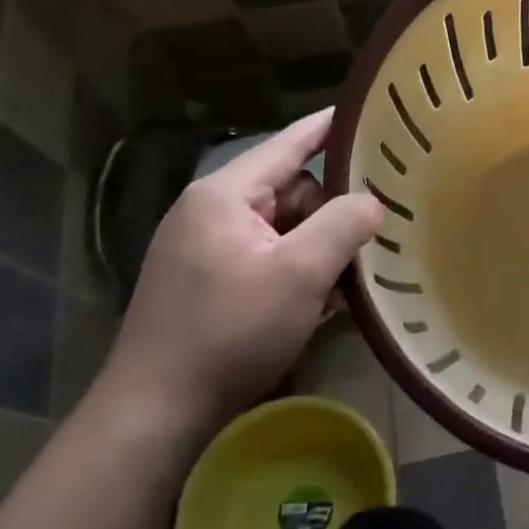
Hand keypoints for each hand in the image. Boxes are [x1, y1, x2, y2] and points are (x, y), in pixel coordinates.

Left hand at [92, 110, 382, 443]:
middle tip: (372, 235)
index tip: (374, 113)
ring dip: (317, 249)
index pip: (290, 143)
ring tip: (351, 276)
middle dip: (331, 212)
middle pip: (292, 190)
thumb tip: (372, 201)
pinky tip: (322, 298)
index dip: (332, 128)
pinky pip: (267, 258)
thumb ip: (343, 224)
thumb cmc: (229, 333)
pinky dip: (296, 271)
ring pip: (283, 228)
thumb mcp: (299, 274)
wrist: (154, 415)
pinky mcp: (207, 283)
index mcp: (224, 195)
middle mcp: (210, 212)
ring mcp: (205, 249)